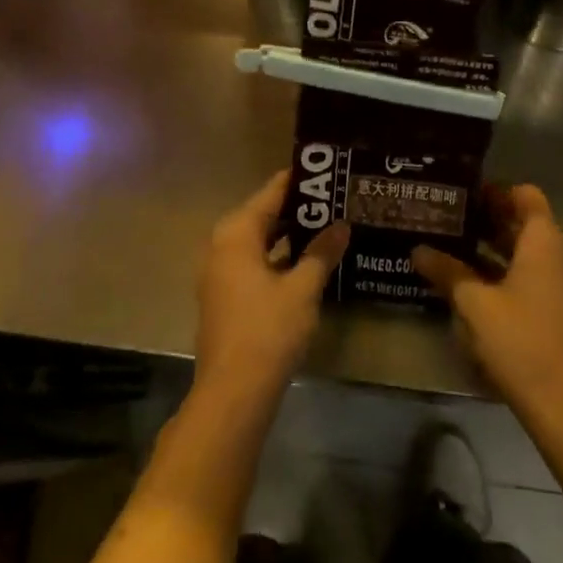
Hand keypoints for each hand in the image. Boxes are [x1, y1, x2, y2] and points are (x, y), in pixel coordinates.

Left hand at [194, 170, 350, 411]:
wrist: (234, 392)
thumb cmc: (268, 330)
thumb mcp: (303, 288)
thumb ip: (322, 252)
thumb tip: (341, 225)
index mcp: (236, 233)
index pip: (272, 192)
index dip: (301, 181)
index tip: (330, 170)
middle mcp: (222, 245)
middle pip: (264, 215)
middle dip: (300, 209)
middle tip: (337, 198)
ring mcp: (221, 273)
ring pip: (260, 241)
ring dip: (291, 234)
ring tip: (330, 225)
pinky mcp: (226, 296)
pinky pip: (256, 262)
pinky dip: (280, 257)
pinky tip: (309, 261)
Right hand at [412, 184, 562, 420]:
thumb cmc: (520, 340)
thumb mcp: (474, 304)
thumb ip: (447, 271)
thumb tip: (418, 250)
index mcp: (544, 241)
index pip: (525, 195)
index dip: (495, 190)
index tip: (462, 194)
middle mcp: (558, 254)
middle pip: (523, 222)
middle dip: (486, 218)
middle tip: (446, 219)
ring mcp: (561, 284)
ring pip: (524, 251)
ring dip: (492, 247)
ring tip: (451, 247)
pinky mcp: (558, 310)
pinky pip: (529, 275)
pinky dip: (503, 271)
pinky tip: (470, 284)